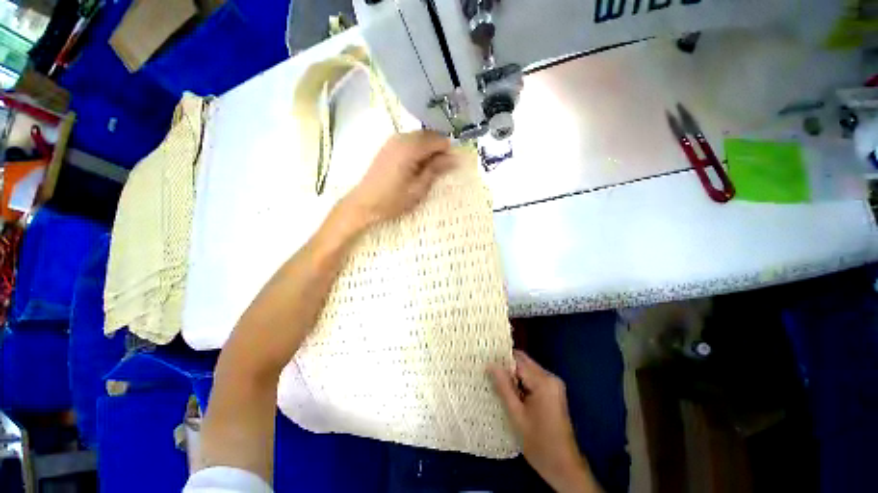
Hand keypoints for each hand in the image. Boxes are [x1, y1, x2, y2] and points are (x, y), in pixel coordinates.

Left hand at [344, 131, 454, 226]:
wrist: (364, 203)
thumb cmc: (393, 200)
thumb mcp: (418, 188)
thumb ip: (436, 170)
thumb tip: (454, 158)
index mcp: (410, 148)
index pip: (438, 139)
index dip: (447, 151)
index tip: (451, 165)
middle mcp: (401, 138)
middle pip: (428, 135)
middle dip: (438, 149)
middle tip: (441, 169)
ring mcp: (392, 140)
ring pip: (419, 137)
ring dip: (428, 149)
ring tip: (429, 169)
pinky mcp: (388, 146)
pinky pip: (409, 141)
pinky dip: (417, 149)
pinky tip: (416, 165)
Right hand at [490, 351, 601, 492]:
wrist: (564, 467)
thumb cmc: (539, 443)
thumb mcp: (516, 415)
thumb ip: (503, 387)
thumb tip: (490, 364)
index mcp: (543, 382)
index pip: (518, 359)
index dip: (501, 359)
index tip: (485, 362)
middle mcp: (550, 378)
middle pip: (524, 363)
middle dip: (506, 367)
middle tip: (488, 373)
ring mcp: (553, 385)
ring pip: (527, 371)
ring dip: (513, 376)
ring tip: (495, 383)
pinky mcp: (553, 392)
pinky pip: (532, 379)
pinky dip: (521, 383)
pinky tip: (510, 392)